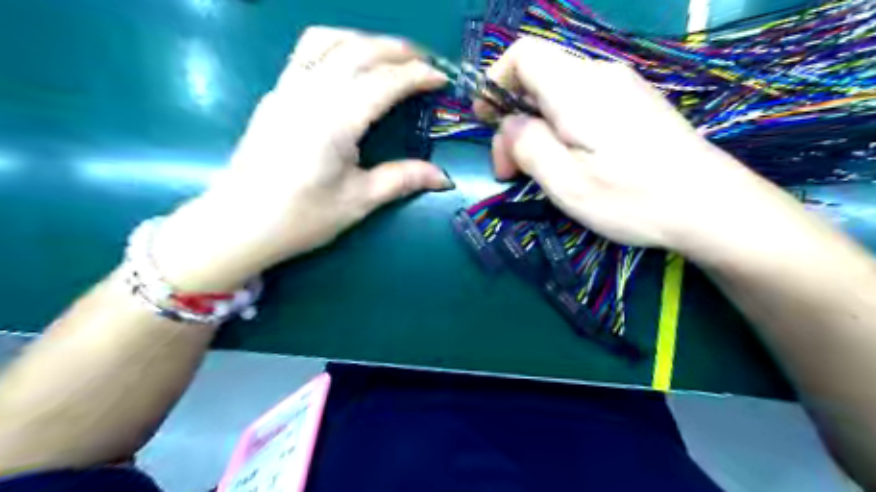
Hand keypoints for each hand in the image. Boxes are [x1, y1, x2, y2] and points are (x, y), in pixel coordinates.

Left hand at [152, 27, 450, 292]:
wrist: (239, 224)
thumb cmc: (302, 216)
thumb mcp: (359, 201)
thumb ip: (403, 180)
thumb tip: (444, 179)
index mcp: (335, 120)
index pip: (384, 82)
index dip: (417, 76)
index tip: (442, 78)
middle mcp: (310, 92)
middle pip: (358, 50)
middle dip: (396, 49)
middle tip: (424, 60)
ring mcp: (287, 89)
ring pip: (327, 40)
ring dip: (363, 39)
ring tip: (387, 55)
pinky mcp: (275, 95)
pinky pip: (306, 52)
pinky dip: (335, 45)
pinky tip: (347, 65)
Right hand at [477, 36, 791, 252]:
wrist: (711, 207)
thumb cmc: (633, 199)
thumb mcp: (566, 182)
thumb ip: (528, 145)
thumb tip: (509, 124)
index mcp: (578, 88)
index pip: (523, 54)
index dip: (495, 82)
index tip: (485, 121)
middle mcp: (600, 76)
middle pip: (537, 79)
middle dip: (512, 121)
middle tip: (509, 172)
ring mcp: (621, 89)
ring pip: (557, 95)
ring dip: (535, 130)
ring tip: (535, 173)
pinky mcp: (634, 106)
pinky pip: (580, 106)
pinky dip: (559, 130)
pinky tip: (568, 163)